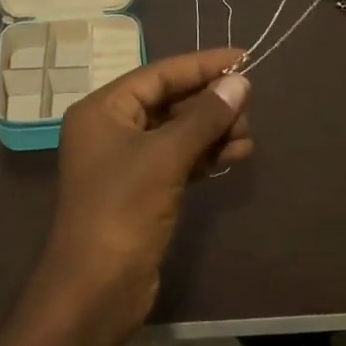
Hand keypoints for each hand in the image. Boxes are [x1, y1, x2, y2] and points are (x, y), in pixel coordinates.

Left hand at [32, 48, 252, 336]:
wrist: (96, 287)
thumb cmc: (123, 208)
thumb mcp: (166, 155)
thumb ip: (205, 116)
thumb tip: (241, 83)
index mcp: (103, 110)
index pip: (159, 74)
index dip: (202, 65)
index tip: (244, 58)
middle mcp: (111, 130)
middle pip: (169, 102)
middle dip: (210, 104)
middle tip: (249, 108)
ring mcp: (126, 163)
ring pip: (177, 133)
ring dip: (213, 132)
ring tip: (249, 137)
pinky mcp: (143, 192)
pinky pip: (179, 161)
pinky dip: (205, 156)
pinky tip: (236, 154)